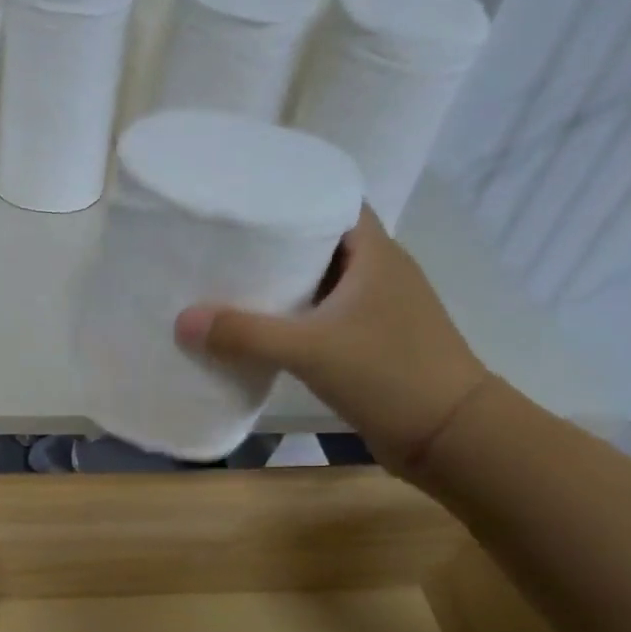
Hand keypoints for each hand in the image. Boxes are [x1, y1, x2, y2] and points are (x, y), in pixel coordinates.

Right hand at [174, 207, 490, 475]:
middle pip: (322, 244)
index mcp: (376, 254)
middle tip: (225, 245)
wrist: (448, 435)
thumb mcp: (309, 350)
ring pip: (322, 284)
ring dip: (283, 285)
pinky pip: (324, 317)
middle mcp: (380, 273)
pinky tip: (260, 331)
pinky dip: (294, 319)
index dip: (294, 196)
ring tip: (230, 283)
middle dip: (276, 244)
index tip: (247, 203)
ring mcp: (378, 310)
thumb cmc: (387, 373)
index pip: (335, 203)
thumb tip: (182, 321)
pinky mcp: (371, 343)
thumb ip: (245, 334)